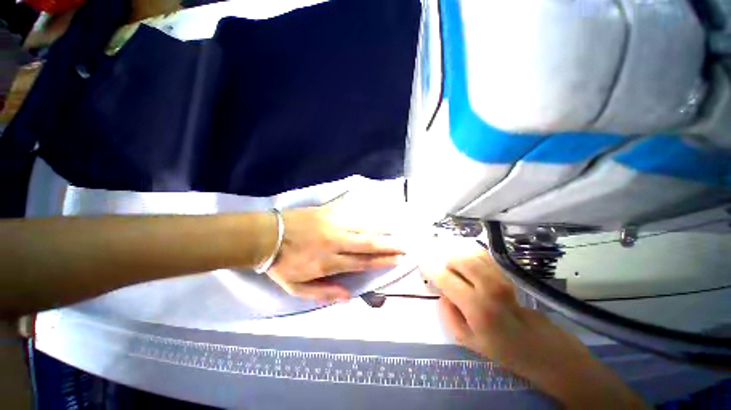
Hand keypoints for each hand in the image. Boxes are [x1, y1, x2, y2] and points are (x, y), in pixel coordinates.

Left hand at [266, 200, 404, 301]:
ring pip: (363, 227)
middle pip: (368, 244)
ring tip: (397, 232)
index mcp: (329, 262)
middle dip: (389, 245)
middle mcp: (336, 242)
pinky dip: (365, 215)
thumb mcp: (296, 288)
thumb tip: (348, 296)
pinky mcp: (328, 211)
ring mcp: (333, 224)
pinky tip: (376, 215)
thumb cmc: (281, 264)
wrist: (267, 235)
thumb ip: (323, 292)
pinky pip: (351, 213)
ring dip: (382, 230)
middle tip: (405, 245)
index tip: (397, 260)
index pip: (362, 262)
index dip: (381, 261)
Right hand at [420, 240, 647, 408]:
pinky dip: (471, 256)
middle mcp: (489, 287)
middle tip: (445, 273)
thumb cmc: (501, 348)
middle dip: (447, 263)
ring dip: (459, 259)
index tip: (423, 267)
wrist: (539, 347)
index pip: (446, 279)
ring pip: (472, 254)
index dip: (432, 270)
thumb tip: (441, 292)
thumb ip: (448, 314)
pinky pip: (484, 256)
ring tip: (457, 271)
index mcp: (477, 307)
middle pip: (459, 259)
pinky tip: (469, 266)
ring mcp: (501, 277)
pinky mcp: (508, 274)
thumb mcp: (467, 340)